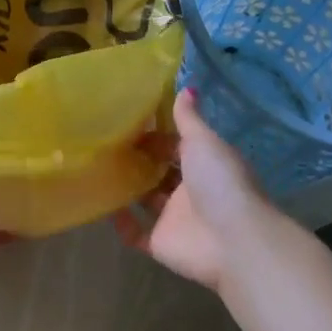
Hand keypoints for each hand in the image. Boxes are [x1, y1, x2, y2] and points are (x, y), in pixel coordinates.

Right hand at [114, 90, 278, 292]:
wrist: (233, 241)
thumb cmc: (220, 183)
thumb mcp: (204, 142)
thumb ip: (189, 119)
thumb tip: (187, 87)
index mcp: (203, 165)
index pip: (176, 147)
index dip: (155, 136)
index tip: (126, 124)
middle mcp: (189, 191)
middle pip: (160, 172)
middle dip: (139, 160)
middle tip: (107, 144)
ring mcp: (175, 219)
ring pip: (146, 200)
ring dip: (127, 188)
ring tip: (98, 169)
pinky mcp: (161, 243)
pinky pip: (136, 233)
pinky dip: (122, 223)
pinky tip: (103, 205)